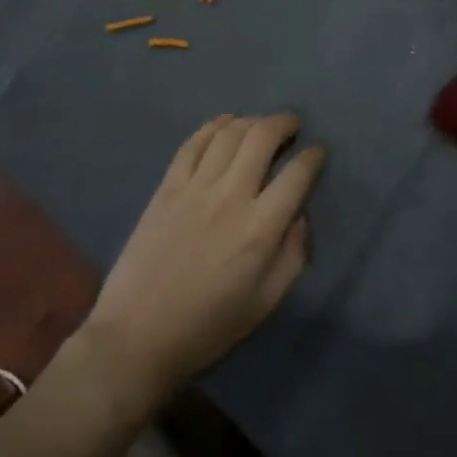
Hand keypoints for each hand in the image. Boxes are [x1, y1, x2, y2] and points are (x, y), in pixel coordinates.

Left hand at [81, 114, 326, 417]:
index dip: (313, 157)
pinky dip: (214, 125)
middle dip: (284, 123)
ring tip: (262, 124)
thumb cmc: (207, 327)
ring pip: (229, 133)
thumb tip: (300, 217)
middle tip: (293, 125)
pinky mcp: (167, 186)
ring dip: (252, 120)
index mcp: (259, 229)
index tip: (319, 151)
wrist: (137, 335)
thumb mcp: (264, 304)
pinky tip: (226, 123)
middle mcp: (230, 197)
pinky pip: (194, 143)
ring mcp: (195, 187)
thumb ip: (292, 257)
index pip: (297, 175)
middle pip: (262, 138)